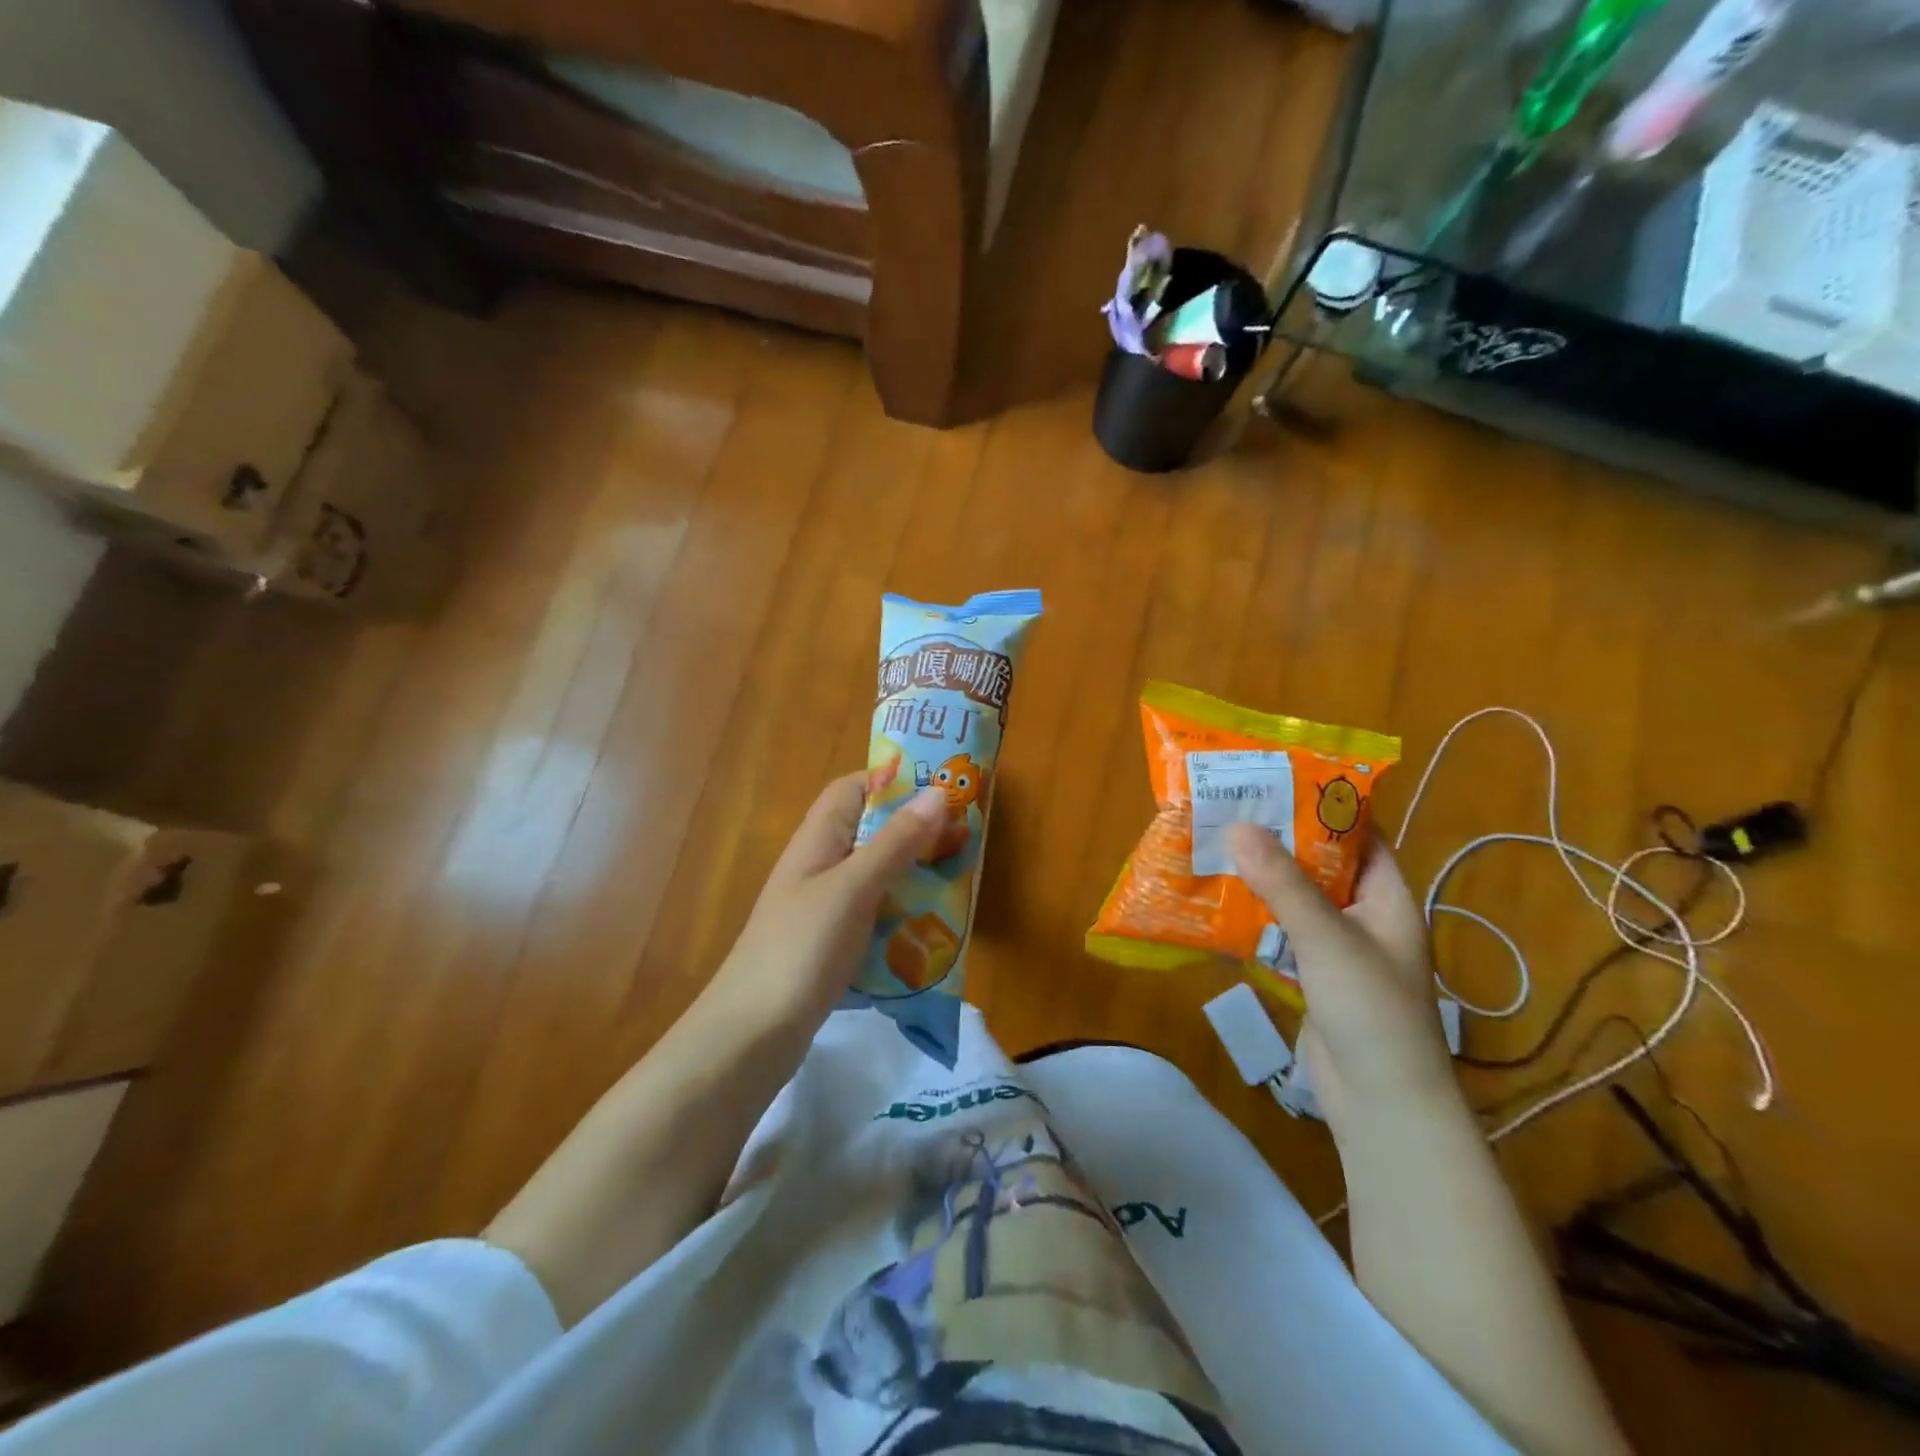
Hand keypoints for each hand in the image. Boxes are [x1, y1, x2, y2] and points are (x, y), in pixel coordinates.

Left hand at [706, 775, 947, 1027]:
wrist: (753, 1034)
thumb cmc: (803, 947)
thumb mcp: (854, 887)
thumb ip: (896, 842)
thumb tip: (937, 792)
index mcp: (818, 839)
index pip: (854, 789)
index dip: (894, 782)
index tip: (942, 791)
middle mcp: (820, 865)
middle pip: (871, 832)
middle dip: (916, 833)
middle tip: (964, 841)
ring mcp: (825, 906)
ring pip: (878, 875)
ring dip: (914, 876)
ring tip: (959, 882)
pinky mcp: (832, 943)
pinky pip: (875, 914)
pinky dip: (902, 915)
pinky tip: (930, 930)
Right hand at [1228, 825, 1455, 1129]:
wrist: (1381, 1103)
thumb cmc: (1371, 1011)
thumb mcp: (1328, 938)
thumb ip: (1282, 884)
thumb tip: (1238, 825)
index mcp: (1387, 898)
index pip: (1360, 835)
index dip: (1323, 804)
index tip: (1276, 779)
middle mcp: (1364, 916)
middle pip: (1319, 864)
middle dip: (1278, 838)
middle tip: (1230, 808)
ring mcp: (1337, 948)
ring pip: (1294, 899)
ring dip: (1259, 878)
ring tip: (1214, 844)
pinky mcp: (1311, 975)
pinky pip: (1279, 933)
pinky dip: (1252, 917)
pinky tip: (1216, 903)